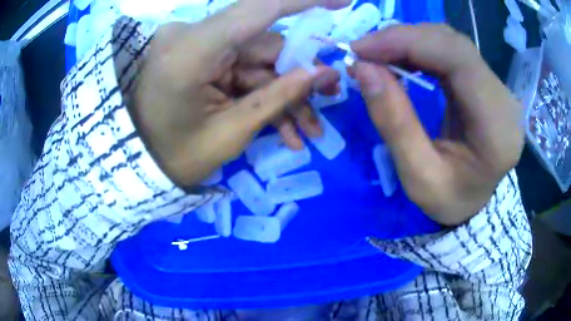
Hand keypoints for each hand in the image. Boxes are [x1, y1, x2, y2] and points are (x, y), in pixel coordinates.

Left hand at [131, 0, 350, 186]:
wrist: (141, 162)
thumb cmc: (176, 157)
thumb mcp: (231, 133)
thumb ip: (279, 97)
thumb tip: (323, 72)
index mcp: (190, 51)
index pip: (258, 9)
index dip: (304, 1)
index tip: (343, 1)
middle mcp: (193, 36)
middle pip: (264, 44)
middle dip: (298, 75)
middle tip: (329, 98)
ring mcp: (197, 46)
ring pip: (258, 61)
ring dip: (285, 93)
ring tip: (308, 129)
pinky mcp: (201, 57)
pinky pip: (241, 69)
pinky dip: (263, 94)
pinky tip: (284, 128)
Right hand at [352, 24, 523, 224]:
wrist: (476, 202)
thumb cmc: (452, 200)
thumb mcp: (419, 178)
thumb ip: (395, 123)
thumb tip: (364, 70)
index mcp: (498, 128)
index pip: (459, 60)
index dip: (409, 42)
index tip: (363, 49)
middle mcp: (504, 99)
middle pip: (453, 44)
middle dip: (403, 39)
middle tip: (363, 51)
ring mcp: (497, 87)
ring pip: (450, 43)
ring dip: (409, 42)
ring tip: (376, 55)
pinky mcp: (486, 82)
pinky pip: (451, 52)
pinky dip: (419, 49)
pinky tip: (399, 58)